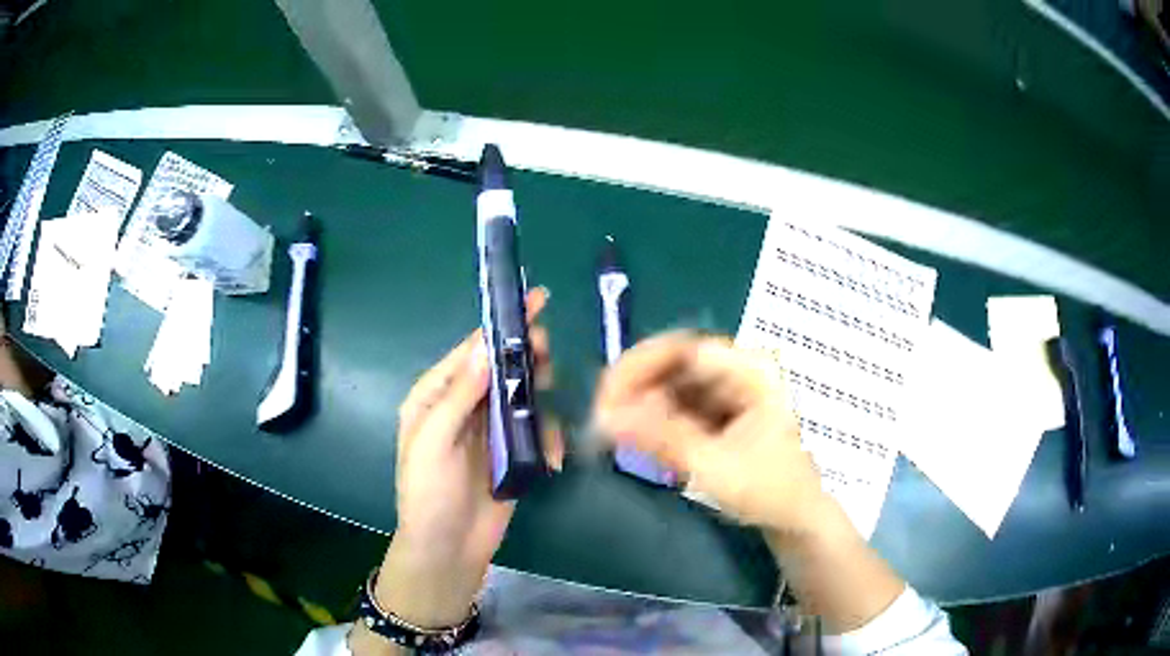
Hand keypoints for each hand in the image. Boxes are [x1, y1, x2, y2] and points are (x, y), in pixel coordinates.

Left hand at [374, 288, 558, 629]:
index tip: (534, 301)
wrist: (449, 548)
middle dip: (525, 358)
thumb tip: (484, 346)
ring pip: (522, 396)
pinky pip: (535, 431)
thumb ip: (459, 395)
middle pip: (501, 368)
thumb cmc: (430, 492)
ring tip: (549, 400)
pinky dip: (548, 438)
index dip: (501, 326)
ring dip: (539, 395)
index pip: (471, 351)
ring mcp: (490, 430)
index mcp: (436, 396)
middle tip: (545, 356)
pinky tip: (552, 456)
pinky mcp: (512, 454)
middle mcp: (464, 407)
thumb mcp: (434, 440)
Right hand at [593, 332, 828, 534]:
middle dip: (634, 390)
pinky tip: (638, 441)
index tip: (605, 401)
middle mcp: (738, 370)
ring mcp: (728, 391)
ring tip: (613, 435)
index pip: (683, 349)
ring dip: (639, 407)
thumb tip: (605, 418)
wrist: (796, 520)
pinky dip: (653, 422)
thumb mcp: (715, 467)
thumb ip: (661, 438)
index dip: (638, 368)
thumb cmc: (770, 492)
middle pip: (672, 363)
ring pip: (669, 385)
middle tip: (601, 421)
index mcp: (751, 370)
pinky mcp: (717, 412)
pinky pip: (676, 405)